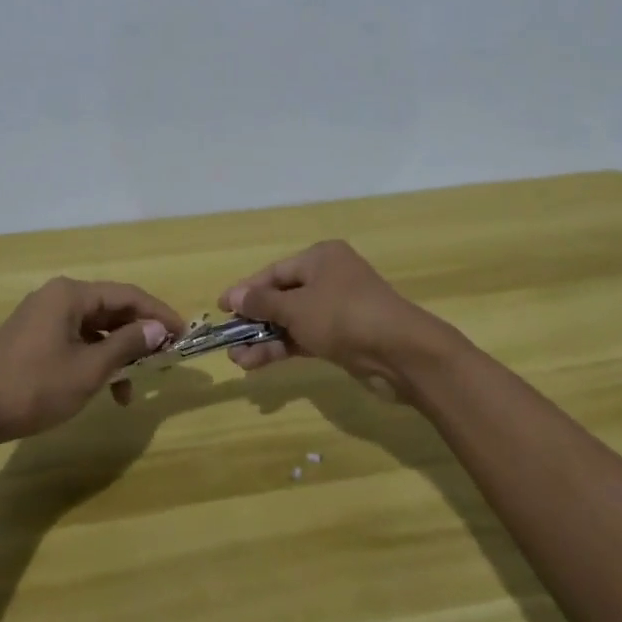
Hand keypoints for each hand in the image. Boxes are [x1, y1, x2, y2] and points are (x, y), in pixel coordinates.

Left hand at [0, 278, 183, 442]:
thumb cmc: (33, 387)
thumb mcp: (88, 369)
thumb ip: (126, 345)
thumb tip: (157, 329)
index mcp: (71, 295)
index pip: (128, 295)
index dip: (159, 313)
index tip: (183, 334)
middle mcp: (57, 297)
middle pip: (111, 308)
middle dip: (139, 333)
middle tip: (165, 356)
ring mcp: (42, 317)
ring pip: (94, 327)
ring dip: (117, 352)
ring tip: (135, 385)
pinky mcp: (32, 339)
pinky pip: (75, 340)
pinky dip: (95, 359)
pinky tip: (105, 388)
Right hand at [217, 241, 463, 400]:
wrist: (400, 352)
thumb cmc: (343, 316)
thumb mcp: (296, 307)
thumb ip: (263, 303)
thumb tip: (234, 295)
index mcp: (320, 258)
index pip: (275, 271)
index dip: (246, 290)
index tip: (221, 307)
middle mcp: (330, 278)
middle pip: (283, 296)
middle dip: (254, 319)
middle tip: (228, 339)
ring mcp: (338, 309)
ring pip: (292, 321)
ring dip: (265, 339)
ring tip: (238, 360)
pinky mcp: (344, 337)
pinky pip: (305, 338)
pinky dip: (284, 348)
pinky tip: (258, 363)